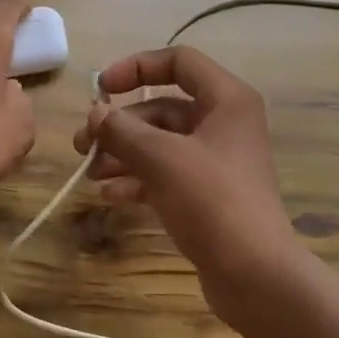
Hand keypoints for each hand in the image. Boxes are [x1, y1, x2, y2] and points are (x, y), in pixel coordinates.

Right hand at [73, 45, 298, 317]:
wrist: (256, 275)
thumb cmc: (212, 200)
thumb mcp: (161, 158)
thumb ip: (122, 130)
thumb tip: (96, 113)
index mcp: (226, 99)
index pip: (178, 61)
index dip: (137, 67)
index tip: (101, 88)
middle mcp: (225, 123)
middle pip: (163, 108)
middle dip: (120, 125)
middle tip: (82, 144)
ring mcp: (218, 161)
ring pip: (162, 144)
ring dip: (124, 154)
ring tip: (89, 173)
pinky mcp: (210, 195)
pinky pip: (167, 174)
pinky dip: (139, 179)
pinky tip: (110, 195)